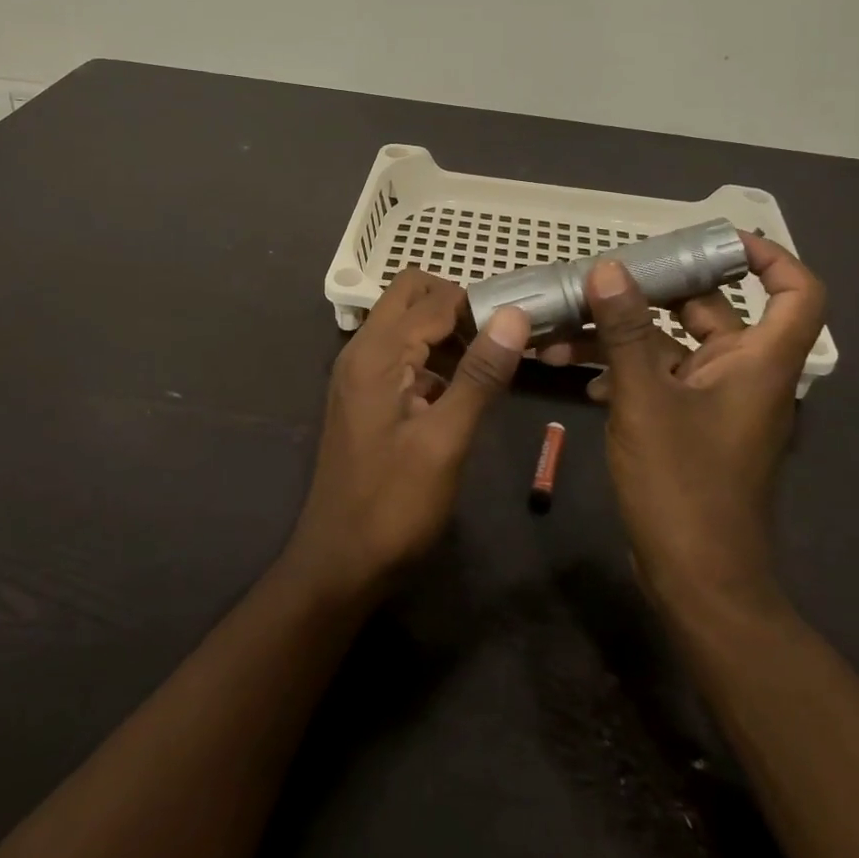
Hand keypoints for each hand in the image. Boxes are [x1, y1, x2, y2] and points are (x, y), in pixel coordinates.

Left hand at [286, 270, 527, 602]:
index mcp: (377, 353)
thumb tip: (513, 314)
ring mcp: (357, 372)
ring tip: (487, 362)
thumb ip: (479, 374)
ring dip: (443, 329)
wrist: (339, 562)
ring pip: (403, 322)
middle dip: (455, 305)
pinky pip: (398, 353)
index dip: (477, 305)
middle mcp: (360, 350)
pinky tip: (458, 389)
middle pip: (409, 295)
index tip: (518, 326)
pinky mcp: (362, 395)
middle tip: (495, 340)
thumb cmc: (394, 504)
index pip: (433, 299)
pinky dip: (429, 355)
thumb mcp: (446, 440)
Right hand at [539, 233, 826, 613]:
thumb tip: (609, 268)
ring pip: (671, 345)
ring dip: (621, 333)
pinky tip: (574, 370)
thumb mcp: (644, 400)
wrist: (696, 580)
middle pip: (712, 310)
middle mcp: (743, 374)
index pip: (796, 293)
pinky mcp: (687, 424)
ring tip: (564, 326)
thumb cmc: (683, 486)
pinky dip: (622, 367)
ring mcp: (713, 401)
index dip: (769, 257)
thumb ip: (626, 331)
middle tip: (603, 276)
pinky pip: (657, 377)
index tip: (714, 240)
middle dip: (654, 291)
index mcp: (759, 363)